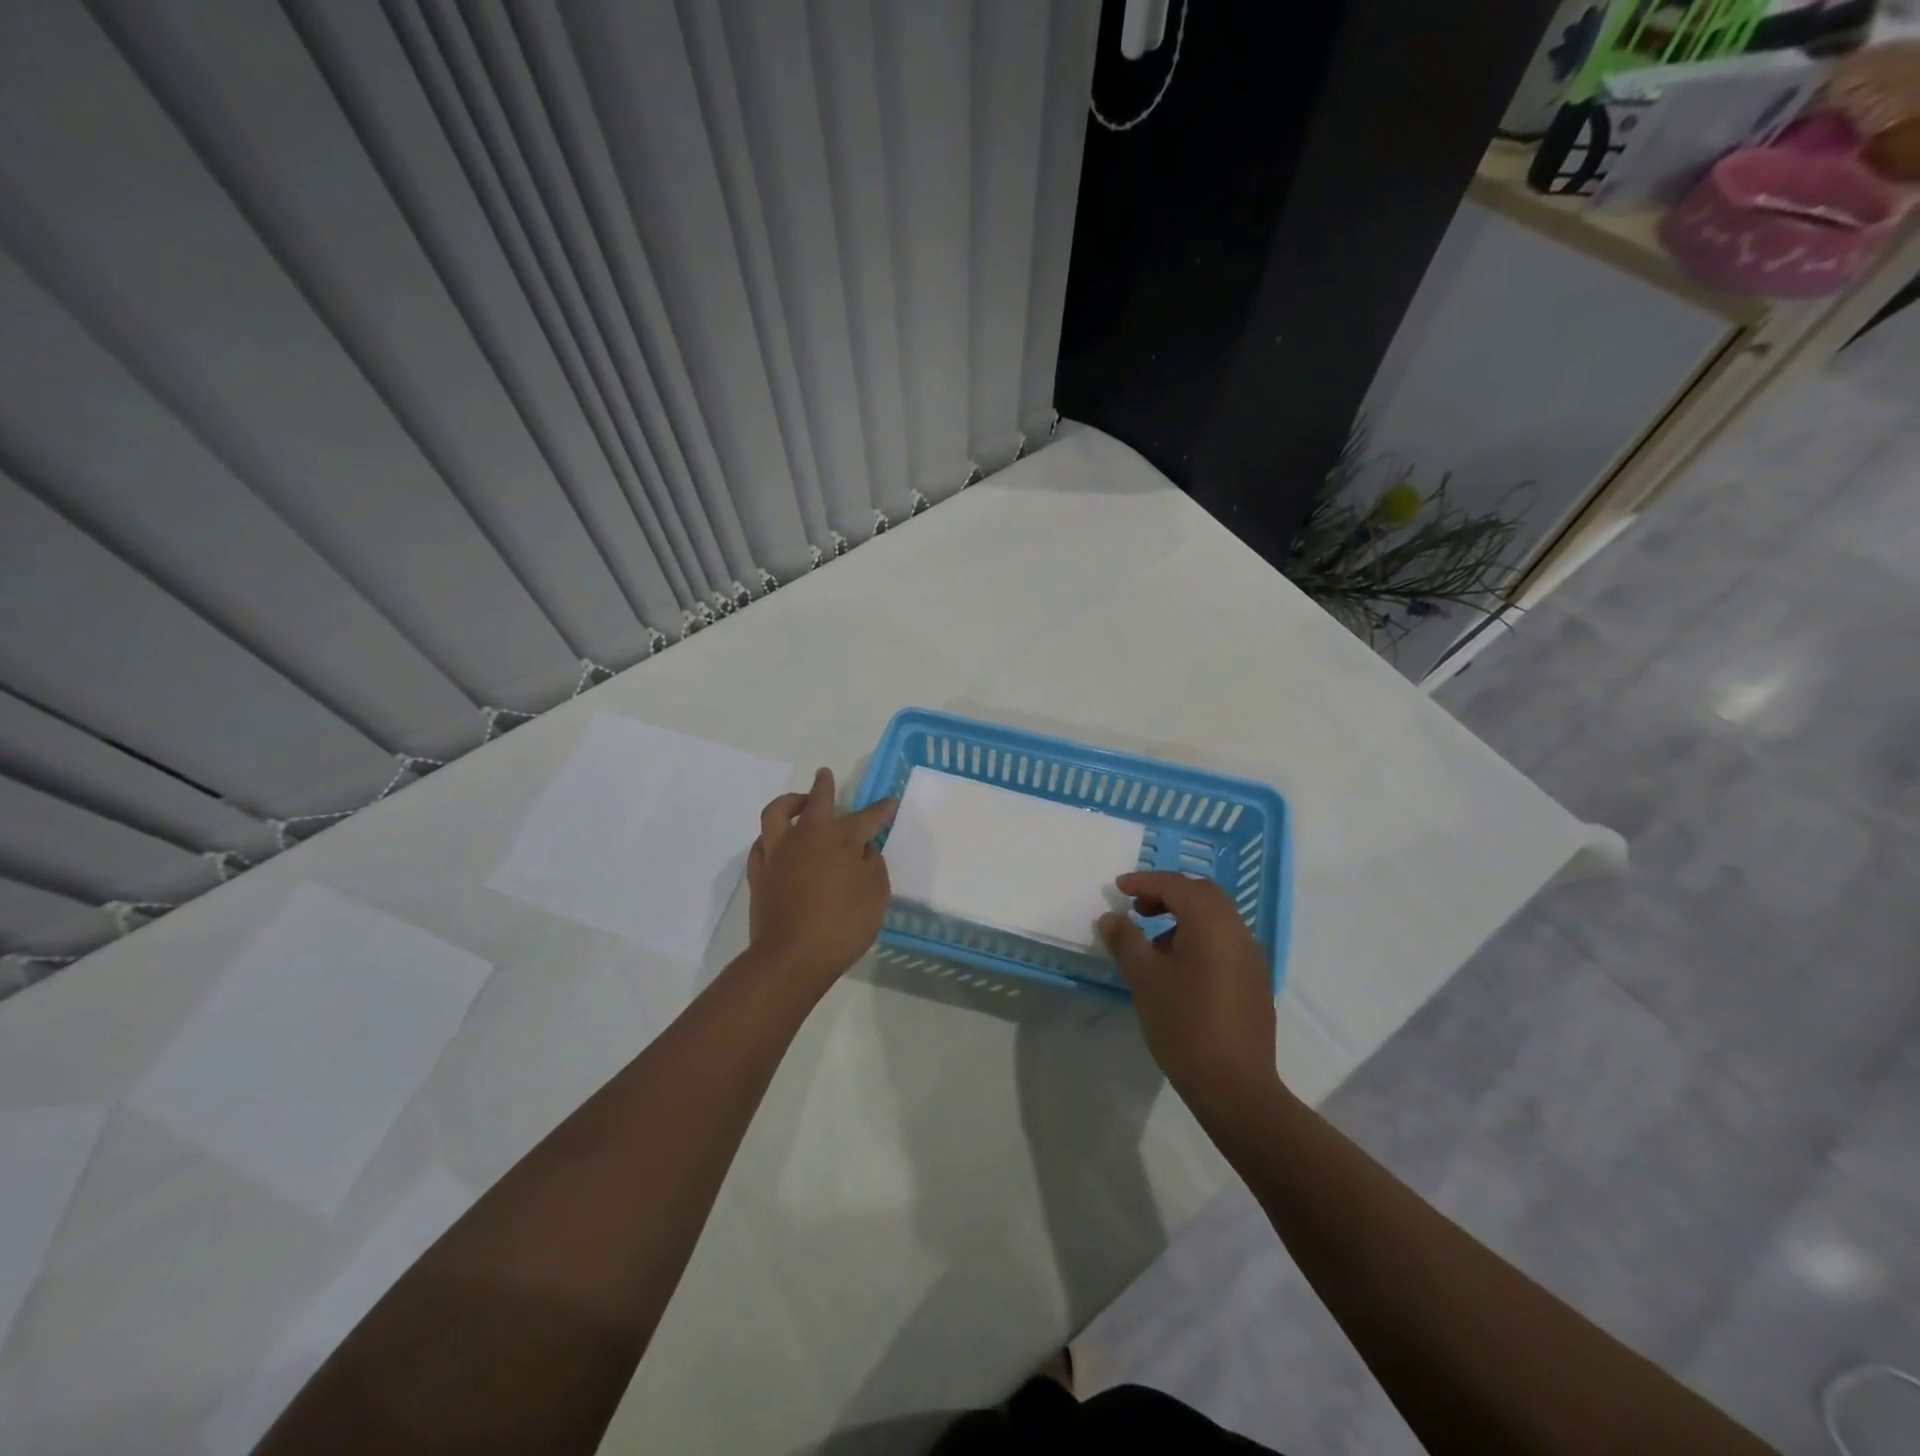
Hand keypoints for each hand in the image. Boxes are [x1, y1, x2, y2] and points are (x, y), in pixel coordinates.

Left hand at [746, 768, 896, 1002]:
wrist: (792, 956)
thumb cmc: (843, 925)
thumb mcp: (876, 894)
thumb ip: (872, 865)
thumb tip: (863, 850)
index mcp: (841, 838)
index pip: (867, 817)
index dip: (881, 809)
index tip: (890, 802)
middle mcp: (807, 835)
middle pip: (817, 800)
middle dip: (824, 786)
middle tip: (825, 775)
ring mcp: (778, 852)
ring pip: (778, 812)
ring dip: (789, 802)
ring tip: (797, 802)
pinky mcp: (759, 872)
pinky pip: (762, 842)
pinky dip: (772, 837)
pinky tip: (777, 842)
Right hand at [1098, 870, 1279, 1116]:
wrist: (1235, 1086)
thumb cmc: (1184, 1024)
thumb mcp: (1144, 978)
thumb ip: (1126, 940)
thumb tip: (1111, 917)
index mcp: (1211, 923)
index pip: (1176, 885)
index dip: (1144, 882)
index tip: (1118, 888)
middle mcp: (1237, 931)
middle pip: (1202, 894)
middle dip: (1167, 893)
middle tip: (1138, 909)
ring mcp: (1251, 957)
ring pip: (1216, 917)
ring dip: (1184, 916)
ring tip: (1153, 943)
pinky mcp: (1255, 981)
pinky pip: (1225, 941)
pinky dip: (1199, 937)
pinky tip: (1179, 969)